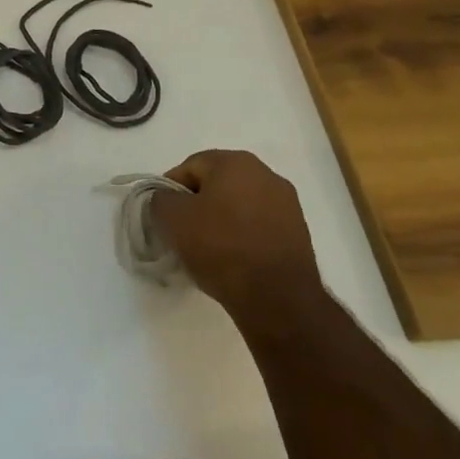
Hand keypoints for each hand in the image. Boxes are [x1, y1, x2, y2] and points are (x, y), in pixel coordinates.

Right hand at [154, 150, 324, 328]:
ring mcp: (286, 202)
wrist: (277, 297)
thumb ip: (161, 198)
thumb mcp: (173, 219)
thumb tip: (167, 198)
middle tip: (184, 231)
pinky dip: (243, 234)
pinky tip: (233, 257)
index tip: (164, 217)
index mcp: (235, 161)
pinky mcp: (298, 230)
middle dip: (198, 204)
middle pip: (217, 183)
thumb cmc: (220, 247)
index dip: (171, 190)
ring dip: (221, 219)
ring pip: (239, 203)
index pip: (190, 167)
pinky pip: (258, 223)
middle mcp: (265, 173)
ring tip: (209, 248)